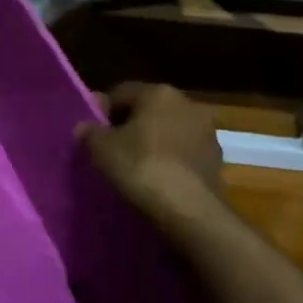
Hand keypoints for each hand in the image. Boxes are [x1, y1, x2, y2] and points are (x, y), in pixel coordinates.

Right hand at [78, 83, 229, 223]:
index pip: (121, 92)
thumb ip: (89, 132)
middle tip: (110, 147)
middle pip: (149, 110)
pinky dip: (170, 162)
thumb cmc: (141, 166)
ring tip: (134, 166)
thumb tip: (85, 127)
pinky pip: (184, 154)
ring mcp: (207, 133)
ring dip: (153, 143)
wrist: (189, 210)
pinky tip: (156, 180)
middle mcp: (188, 104)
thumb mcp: (101, 148)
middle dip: (130, 125)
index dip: (102, 110)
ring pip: (169, 132)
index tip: (91, 130)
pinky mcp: (217, 161)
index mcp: (159, 93)